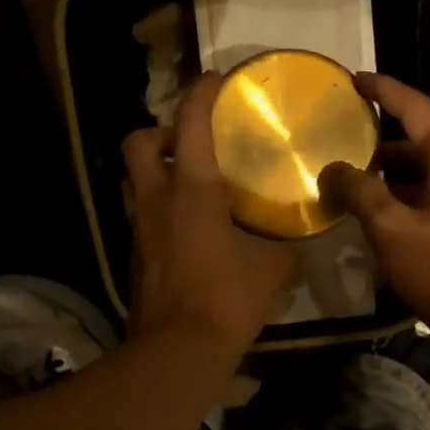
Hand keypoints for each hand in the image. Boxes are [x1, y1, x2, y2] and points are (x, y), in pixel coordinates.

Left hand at [122, 73, 298, 356]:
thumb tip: (297, 242)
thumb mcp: (272, 269)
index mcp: (191, 188)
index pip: (192, 121)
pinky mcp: (132, 256)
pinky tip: (185, 228)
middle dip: (160, 132)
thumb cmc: (227, 298)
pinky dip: (157, 210)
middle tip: (190, 146)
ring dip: (154, 171)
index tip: (219, 81)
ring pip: (132, 180)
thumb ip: (285, 248)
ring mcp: (138, 228)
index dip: (204, 92)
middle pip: (138, 141)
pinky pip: (140, 216)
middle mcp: (156, 198)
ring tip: (186, 184)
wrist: (179, 349)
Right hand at [323, 73, 429, 355]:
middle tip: (342, 149)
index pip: (414, 107)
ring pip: (423, 175)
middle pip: (418, 143)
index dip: (383, 90)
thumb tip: (333, 169)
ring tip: (352, 190)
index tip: (354, 80)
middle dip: (379, 144)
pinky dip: (403, 202)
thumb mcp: (392, 229)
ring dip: (389, 179)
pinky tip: (379, 223)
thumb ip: (360, 193)